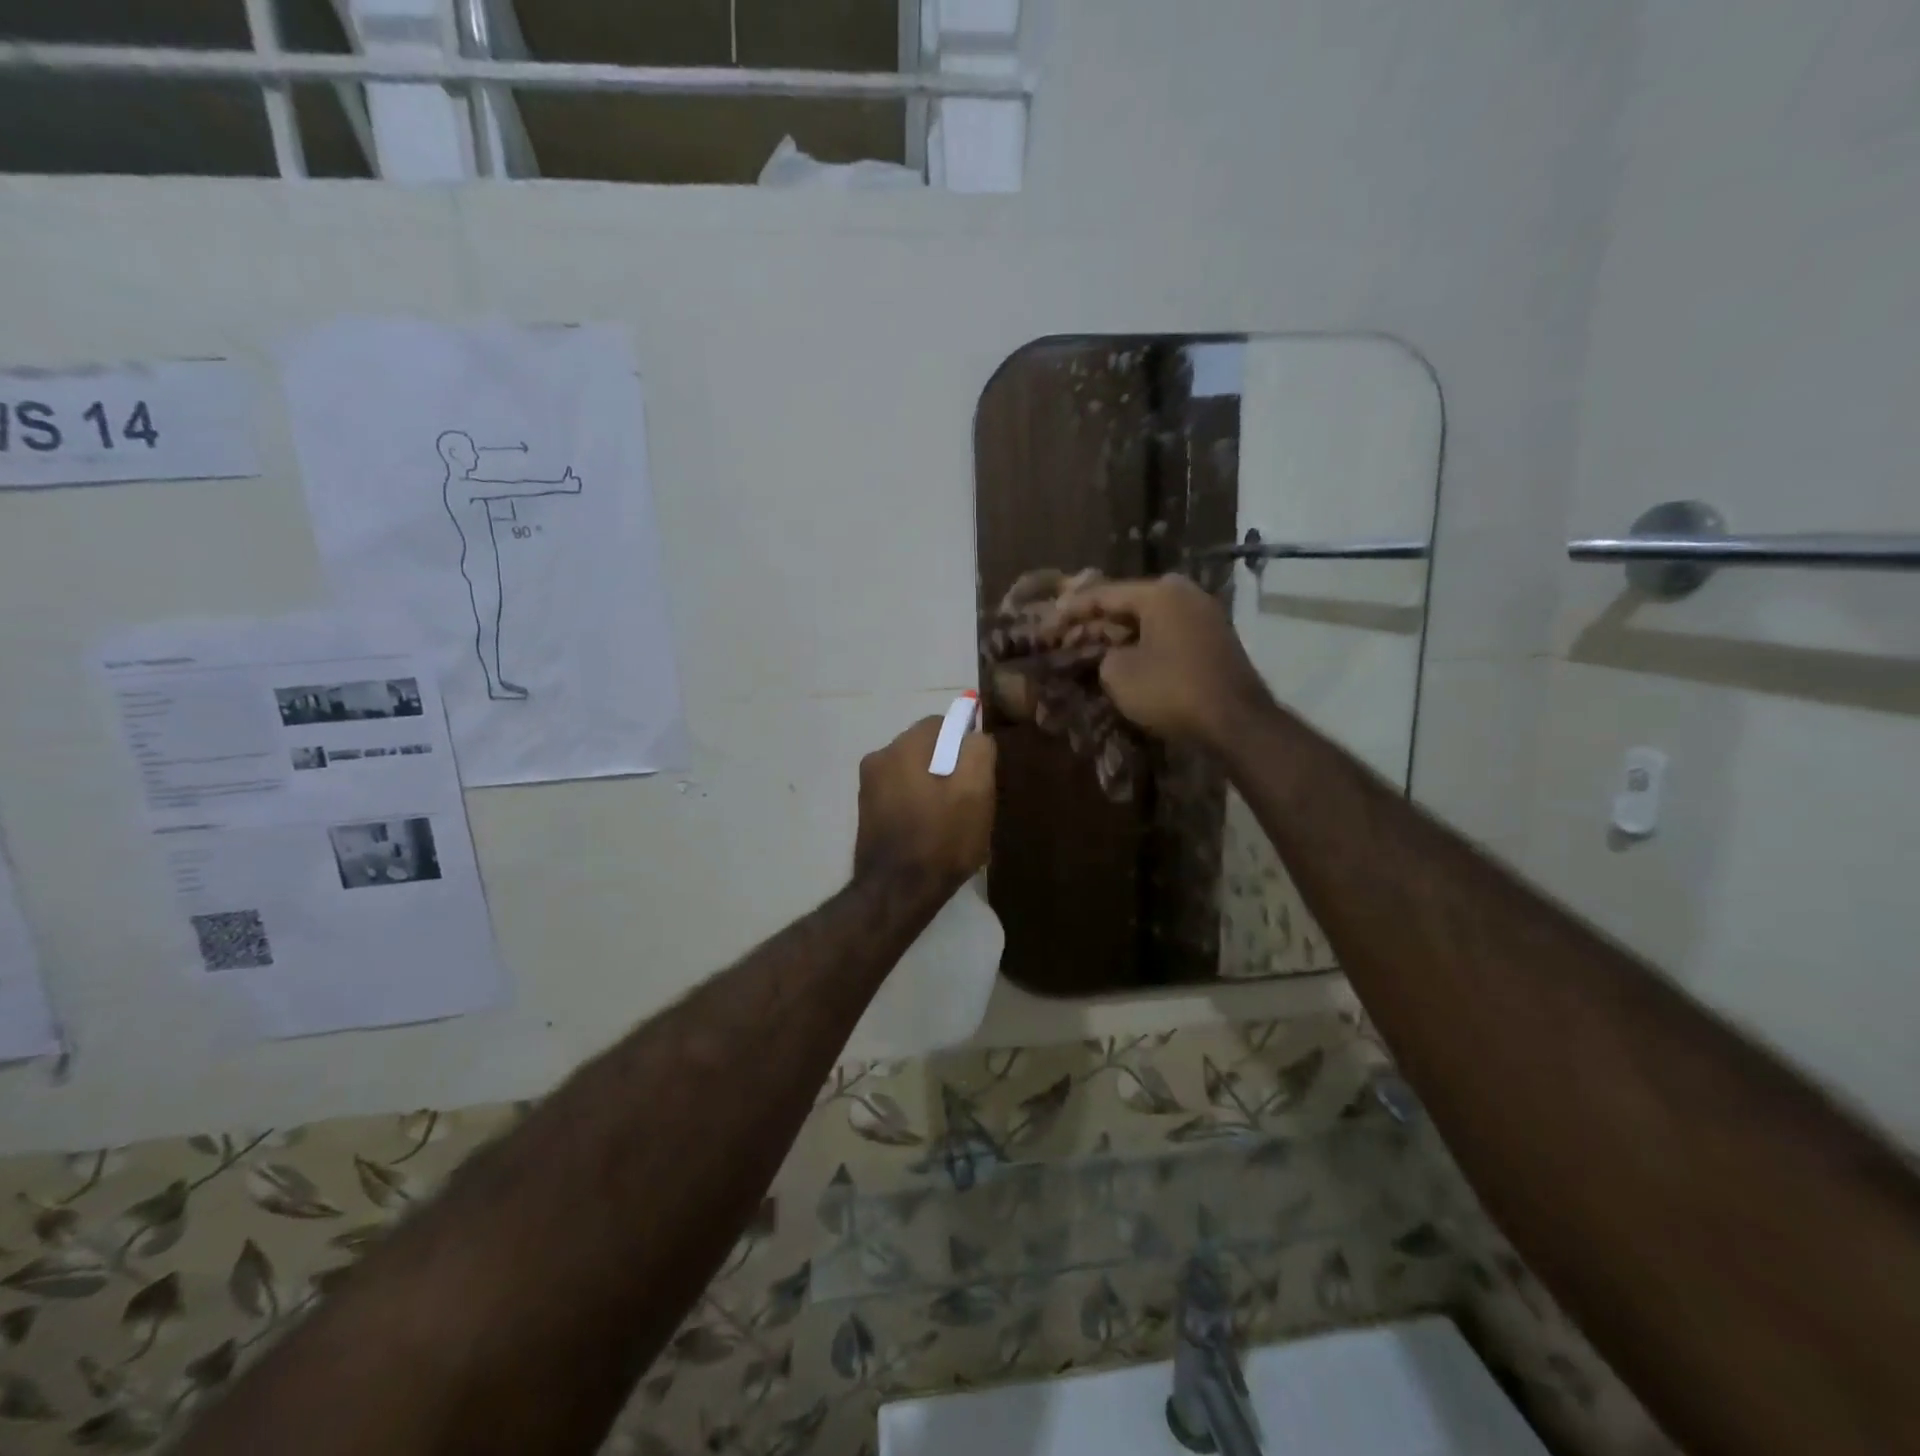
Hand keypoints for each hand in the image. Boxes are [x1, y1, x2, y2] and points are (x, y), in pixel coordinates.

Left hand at [853, 716, 996, 893]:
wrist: (897, 893)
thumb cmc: (941, 839)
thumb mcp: (975, 791)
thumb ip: (979, 751)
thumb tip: (974, 736)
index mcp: (902, 747)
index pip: (943, 724)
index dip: (967, 745)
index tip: (980, 776)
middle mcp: (879, 758)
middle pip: (928, 749)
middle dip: (951, 768)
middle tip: (971, 801)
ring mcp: (869, 787)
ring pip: (916, 773)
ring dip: (936, 788)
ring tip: (953, 822)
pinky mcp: (868, 812)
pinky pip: (903, 795)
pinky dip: (920, 805)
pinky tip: (933, 832)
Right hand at [1051, 575, 1272, 750]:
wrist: (1235, 721)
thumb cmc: (1171, 690)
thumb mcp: (1118, 673)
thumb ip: (1102, 653)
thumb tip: (1109, 653)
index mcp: (1160, 592)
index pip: (1104, 593)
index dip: (1071, 609)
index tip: (1048, 620)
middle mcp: (1185, 594)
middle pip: (1128, 604)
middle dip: (1096, 621)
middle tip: (1066, 634)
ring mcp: (1204, 616)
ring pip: (1148, 620)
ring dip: (1119, 634)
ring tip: (1089, 646)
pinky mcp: (1213, 640)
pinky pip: (1166, 634)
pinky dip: (1142, 644)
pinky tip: (1123, 657)